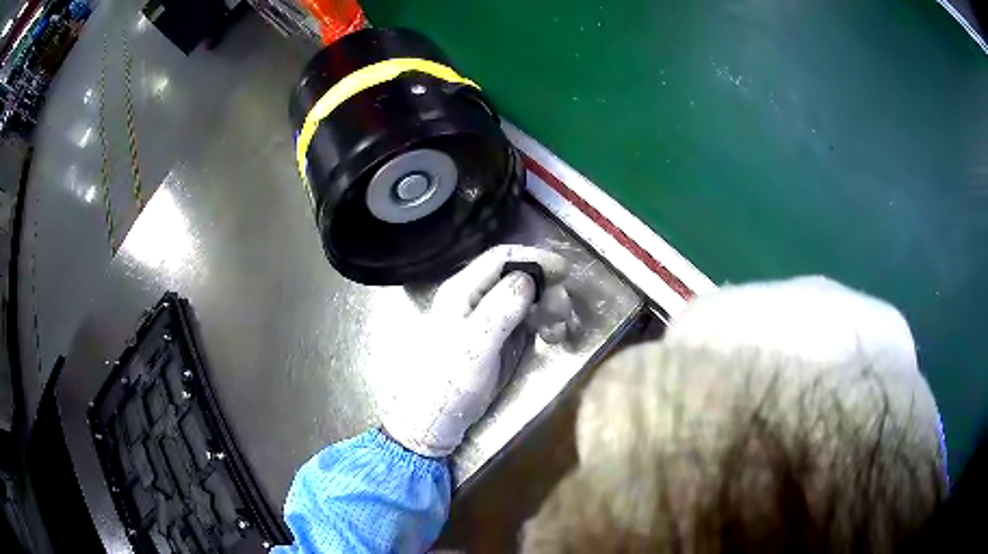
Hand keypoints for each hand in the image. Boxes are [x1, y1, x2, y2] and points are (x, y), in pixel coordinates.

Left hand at [382, 245, 568, 457]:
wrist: (439, 420)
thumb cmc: (449, 381)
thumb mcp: (475, 346)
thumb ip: (499, 311)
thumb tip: (528, 278)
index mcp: (463, 291)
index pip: (500, 259)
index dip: (533, 258)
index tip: (563, 270)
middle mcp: (477, 299)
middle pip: (519, 277)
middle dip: (546, 289)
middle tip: (562, 312)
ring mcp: (491, 319)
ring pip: (529, 299)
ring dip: (549, 308)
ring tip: (558, 332)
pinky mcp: (502, 338)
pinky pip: (530, 320)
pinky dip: (546, 324)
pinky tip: (552, 339)